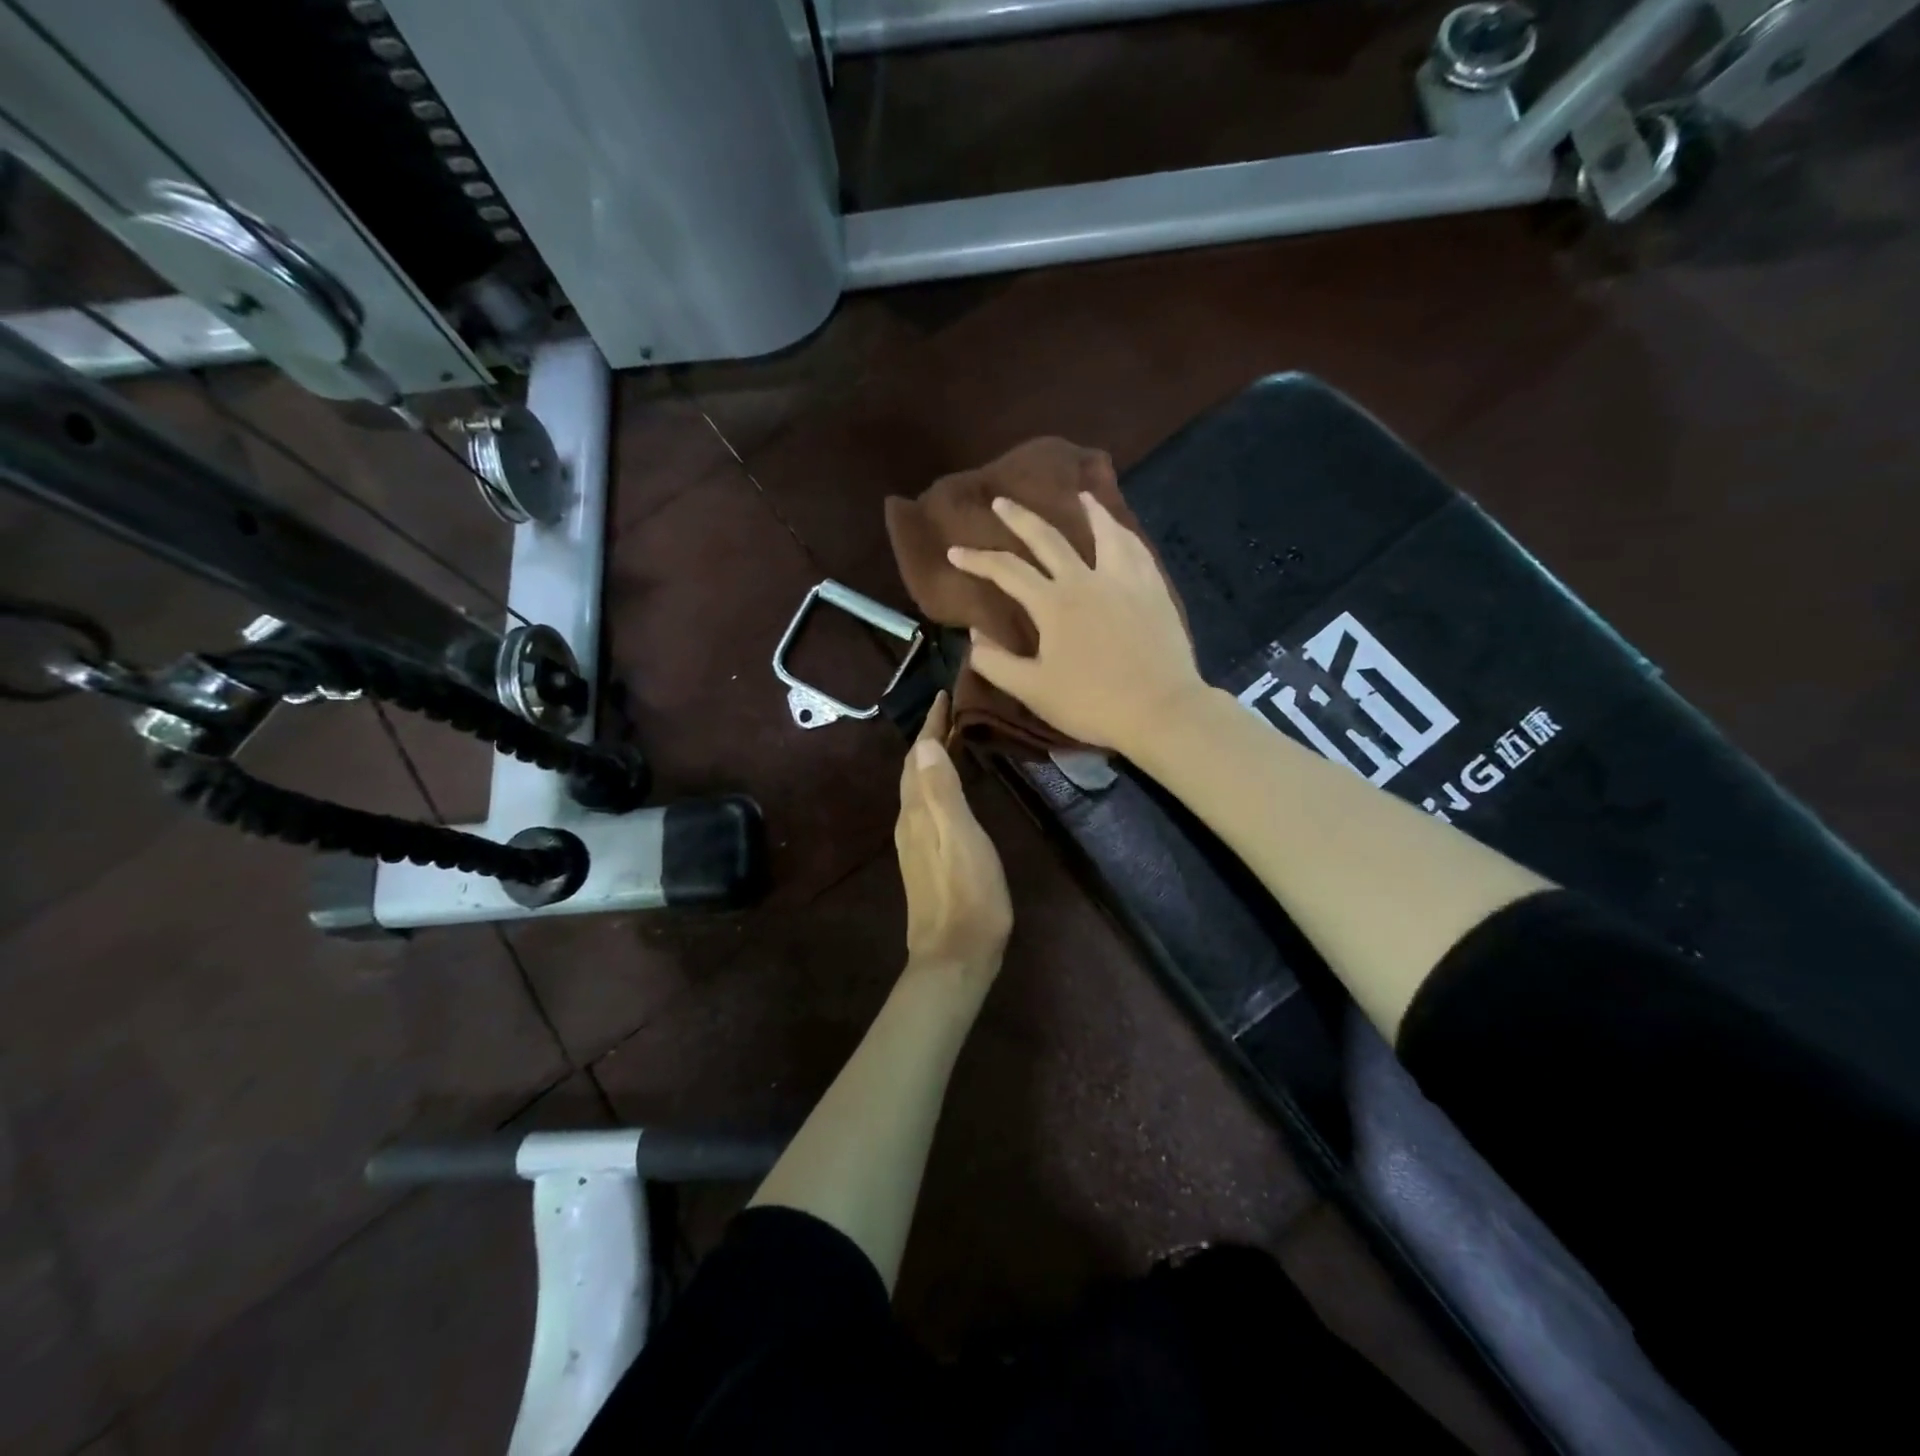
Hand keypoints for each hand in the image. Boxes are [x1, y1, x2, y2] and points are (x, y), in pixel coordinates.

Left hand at [896, 692, 1012, 977]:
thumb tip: (923, 744)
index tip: (944, 694)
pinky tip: (951, 791)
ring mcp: (915, 842)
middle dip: (929, 737)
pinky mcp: (926, 859)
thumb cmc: (967, 893)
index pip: (919, 755)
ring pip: (918, 788)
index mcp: (918, 810)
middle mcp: (910, 820)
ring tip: (953, 741)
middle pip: (914, 769)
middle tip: (952, 712)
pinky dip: (937, 784)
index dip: (931, 724)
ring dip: (931, 760)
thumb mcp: (960, 836)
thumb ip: (942, 791)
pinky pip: (926, 805)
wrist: (955, 954)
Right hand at [948, 493, 1204, 754]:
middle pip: (1048, 539)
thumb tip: (974, 635)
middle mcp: (1086, 580)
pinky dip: (1124, 534)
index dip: (977, 560)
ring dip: (1089, 511)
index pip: (1006, 571)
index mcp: (1053, 604)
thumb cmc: (1092, 704)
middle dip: (1020, 518)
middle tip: (1001, 501)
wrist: (1160, 710)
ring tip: (1082, 495)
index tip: (955, 552)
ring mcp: (1124, 581)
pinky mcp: (1154, 590)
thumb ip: (996, 663)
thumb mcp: (1033, 691)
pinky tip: (1123, 532)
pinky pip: (1137, 551)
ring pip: (1104, 533)